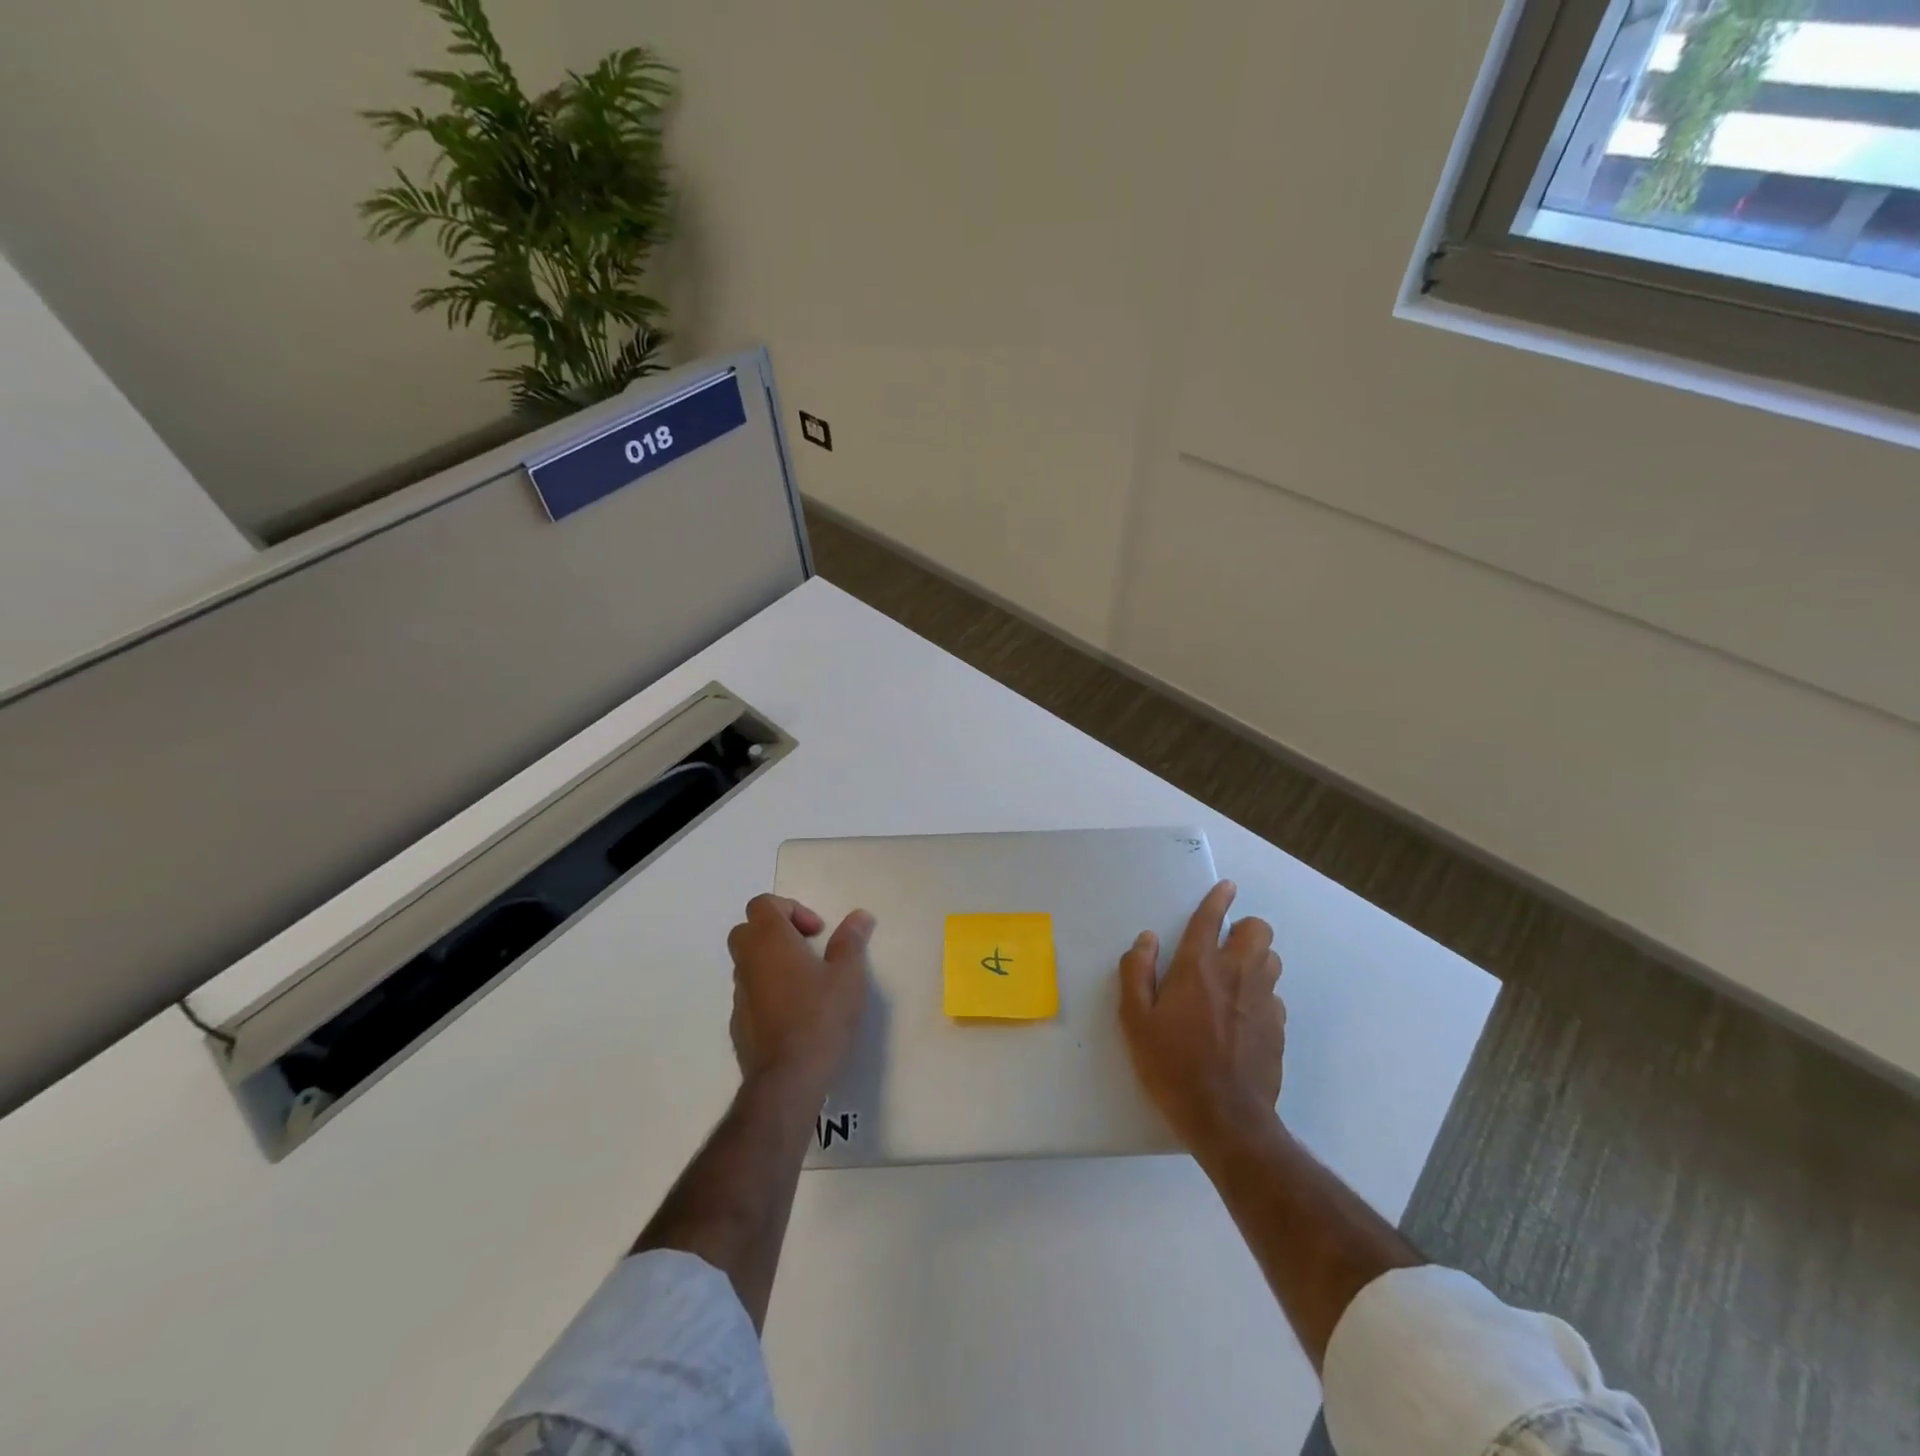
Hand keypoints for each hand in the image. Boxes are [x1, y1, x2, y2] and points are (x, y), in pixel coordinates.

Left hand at [726, 895, 873, 1097]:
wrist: (788, 1079)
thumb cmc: (820, 1017)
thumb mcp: (848, 974)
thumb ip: (851, 940)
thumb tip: (859, 916)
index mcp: (769, 941)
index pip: (763, 904)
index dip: (791, 909)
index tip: (817, 932)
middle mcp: (748, 961)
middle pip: (748, 929)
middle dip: (777, 931)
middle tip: (808, 948)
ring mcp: (739, 994)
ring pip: (748, 962)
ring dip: (772, 961)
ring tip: (807, 981)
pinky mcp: (738, 1023)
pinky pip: (751, 992)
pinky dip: (768, 989)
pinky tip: (796, 1011)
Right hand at [1119, 880, 1285, 1155]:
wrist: (1225, 1118)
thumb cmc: (1171, 1064)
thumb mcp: (1135, 1020)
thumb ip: (1137, 972)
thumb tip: (1147, 940)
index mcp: (1198, 967)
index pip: (1211, 918)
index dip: (1219, 898)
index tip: (1226, 887)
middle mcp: (1237, 974)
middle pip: (1258, 930)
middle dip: (1244, 928)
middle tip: (1224, 945)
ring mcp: (1264, 1001)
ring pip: (1272, 959)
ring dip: (1256, 958)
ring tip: (1235, 977)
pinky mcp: (1279, 1027)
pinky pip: (1275, 995)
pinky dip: (1261, 994)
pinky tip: (1244, 1016)